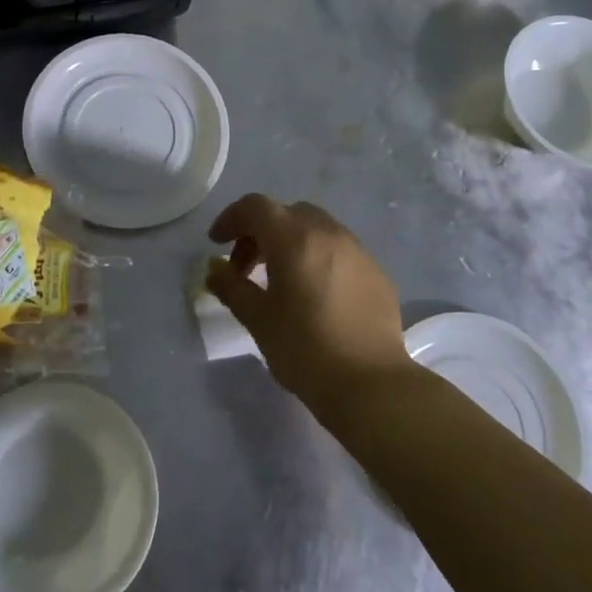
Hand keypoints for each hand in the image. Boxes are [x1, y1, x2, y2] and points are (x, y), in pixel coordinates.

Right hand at [206, 194, 412, 417]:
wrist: (371, 385)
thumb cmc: (305, 349)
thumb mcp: (258, 319)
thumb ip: (231, 287)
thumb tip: (215, 270)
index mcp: (295, 238)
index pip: (256, 207)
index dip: (231, 219)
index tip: (216, 243)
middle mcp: (329, 233)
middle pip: (286, 213)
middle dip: (260, 232)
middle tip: (246, 266)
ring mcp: (358, 251)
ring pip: (316, 229)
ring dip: (290, 243)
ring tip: (280, 281)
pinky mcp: (377, 272)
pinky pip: (339, 250)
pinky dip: (318, 258)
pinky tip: (315, 295)